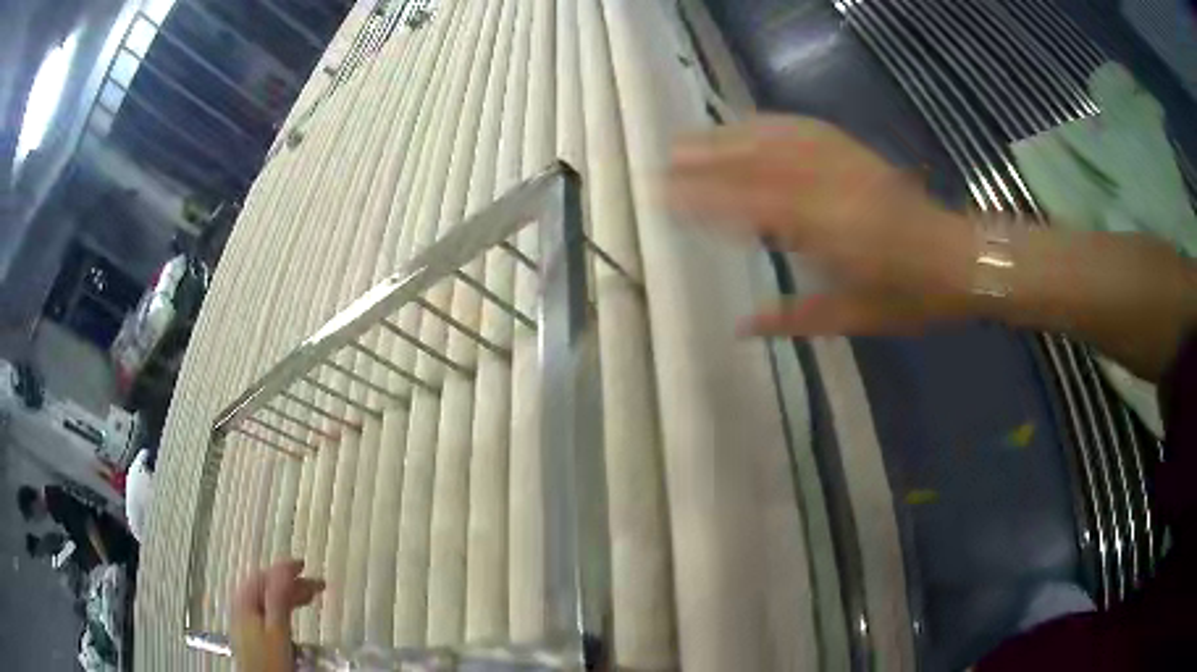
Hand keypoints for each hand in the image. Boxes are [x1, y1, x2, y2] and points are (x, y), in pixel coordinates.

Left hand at [232, 559, 324, 671]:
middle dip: (290, 583)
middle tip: (316, 584)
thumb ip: (278, 598)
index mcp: (245, 601)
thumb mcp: (277, 628)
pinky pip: (268, 611)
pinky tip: (291, 613)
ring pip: (268, 600)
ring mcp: (246, 621)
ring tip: (310, 597)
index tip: (304, 565)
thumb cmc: (270, 658)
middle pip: (266, 588)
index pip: (265, 577)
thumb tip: (284, 568)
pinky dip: (283, 607)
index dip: (284, 569)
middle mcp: (243, 607)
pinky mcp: (253, 634)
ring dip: (288, 595)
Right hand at [669, 114, 972, 335]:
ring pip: (778, 140)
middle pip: (760, 164)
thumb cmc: (911, 298)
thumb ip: (794, 320)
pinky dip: (770, 124)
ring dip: (730, 136)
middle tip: (665, 161)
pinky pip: (806, 129)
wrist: (960, 260)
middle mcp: (832, 188)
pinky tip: (748, 124)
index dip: (707, 200)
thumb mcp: (855, 318)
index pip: (754, 207)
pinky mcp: (857, 152)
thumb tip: (740, 327)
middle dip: (708, 159)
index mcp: (831, 232)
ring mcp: (846, 164)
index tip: (668, 197)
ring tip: (692, 139)